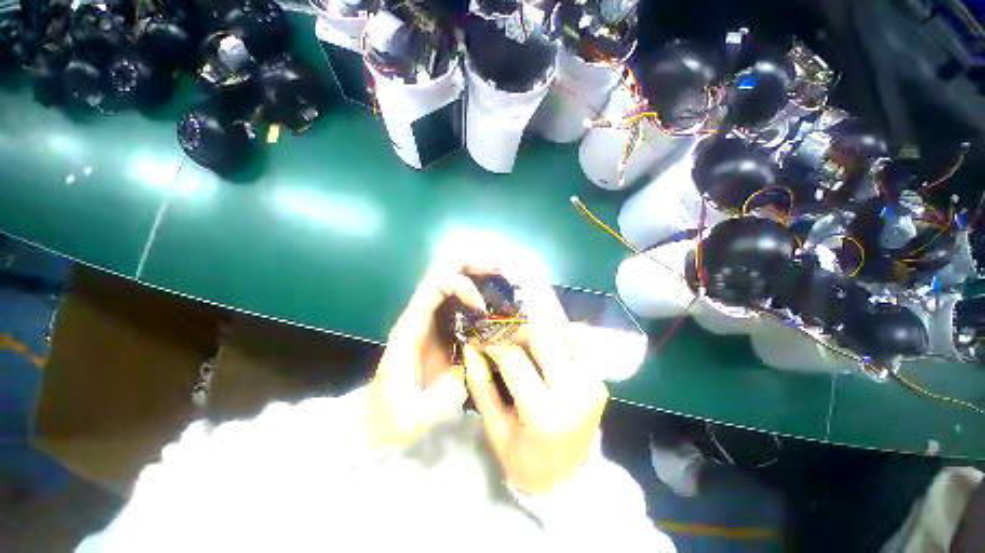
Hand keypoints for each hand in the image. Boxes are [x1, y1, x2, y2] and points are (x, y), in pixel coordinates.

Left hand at [366, 266, 491, 449]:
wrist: (377, 421)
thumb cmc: (391, 418)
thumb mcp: (413, 417)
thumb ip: (441, 398)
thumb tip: (469, 369)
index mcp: (411, 328)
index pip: (433, 287)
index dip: (460, 286)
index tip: (482, 305)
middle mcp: (421, 317)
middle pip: (443, 274)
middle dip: (471, 266)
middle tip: (501, 270)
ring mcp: (432, 322)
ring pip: (453, 283)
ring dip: (478, 276)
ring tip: (505, 280)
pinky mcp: (443, 331)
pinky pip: (462, 303)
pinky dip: (480, 295)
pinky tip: (498, 302)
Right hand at [463, 295, 608, 496]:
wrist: (569, 478)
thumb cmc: (525, 459)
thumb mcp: (495, 429)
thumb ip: (481, 385)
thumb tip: (471, 347)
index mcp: (544, 414)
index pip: (513, 358)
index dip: (492, 342)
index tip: (479, 336)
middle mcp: (574, 392)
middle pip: (542, 336)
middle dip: (515, 329)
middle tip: (501, 334)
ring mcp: (592, 383)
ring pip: (563, 333)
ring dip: (539, 332)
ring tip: (522, 342)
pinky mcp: (599, 379)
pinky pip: (579, 343)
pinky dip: (559, 338)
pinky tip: (545, 349)